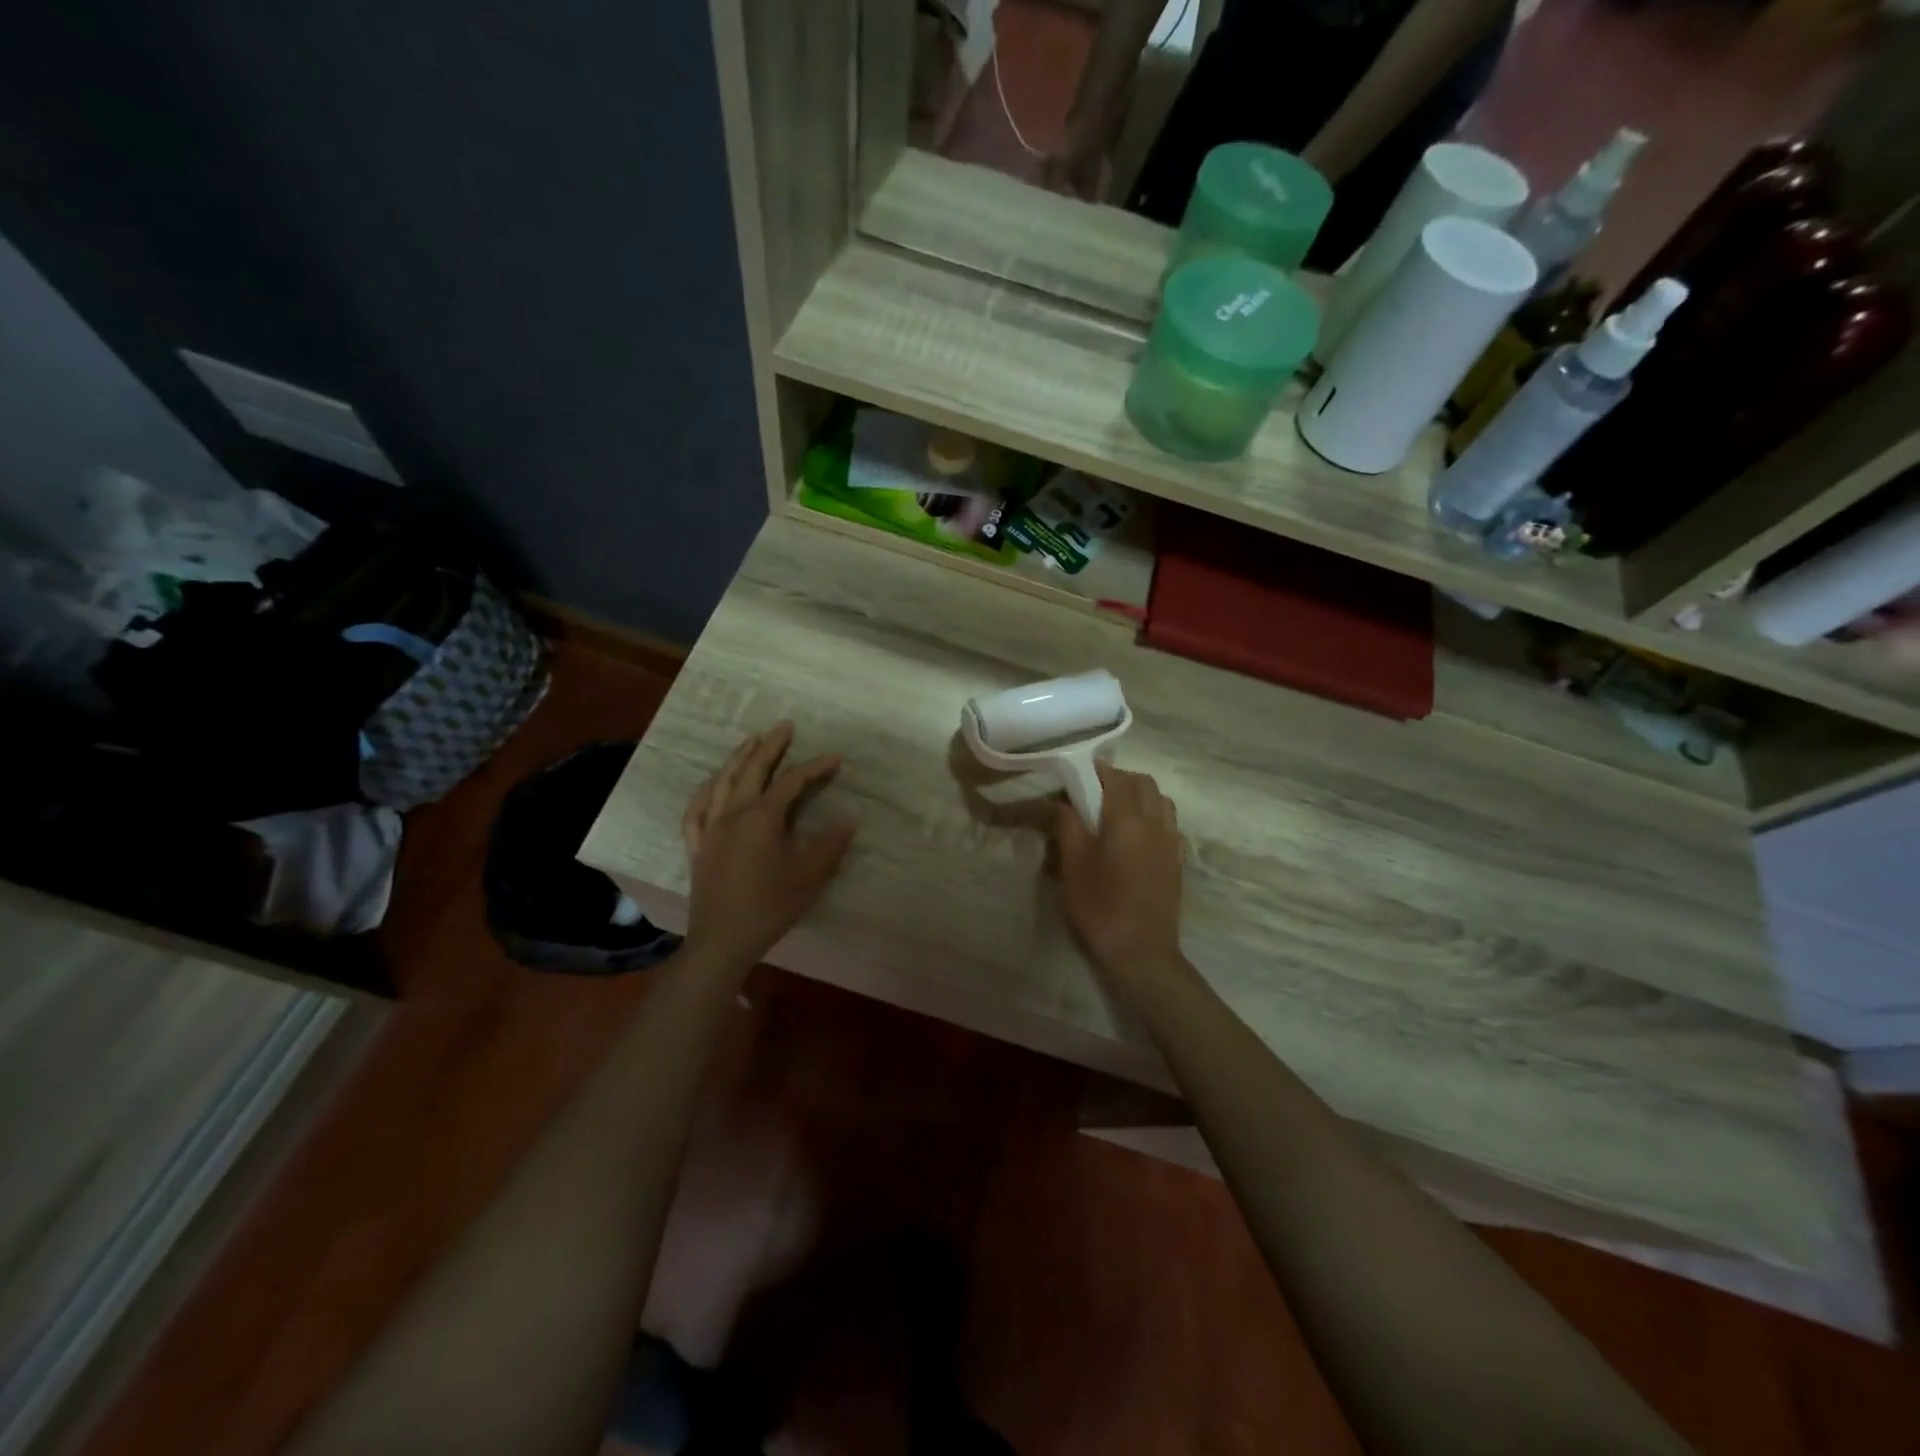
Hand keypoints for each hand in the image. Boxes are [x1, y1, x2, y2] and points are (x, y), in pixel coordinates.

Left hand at [680, 722, 855, 972]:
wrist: (723, 940)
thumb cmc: (770, 906)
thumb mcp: (810, 875)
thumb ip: (831, 844)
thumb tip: (849, 819)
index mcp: (763, 817)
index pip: (792, 782)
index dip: (815, 767)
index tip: (835, 759)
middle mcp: (733, 813)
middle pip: (752, 770)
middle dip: (770, 746)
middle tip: (784, 726)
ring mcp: (710, 828)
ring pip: (722, 783)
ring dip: (738, 759)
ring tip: (750, 742)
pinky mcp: (697, 846)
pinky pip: (696, 810)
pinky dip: (705, 791)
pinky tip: (711, 785)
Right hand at [1051, 764, 1185, 984]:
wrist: (1141, 951)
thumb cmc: (1100, 907)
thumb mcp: (1073, 866)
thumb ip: (1068, 826)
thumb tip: (1061, 803)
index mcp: (1126, 820)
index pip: (1113, 778)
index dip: (1094, 771)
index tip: (1075, 776)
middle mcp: (1154, 822)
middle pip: (1143, 782)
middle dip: (1119, 778)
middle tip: (1093, 793)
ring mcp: (1171, 840)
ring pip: (1161, 799)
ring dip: (1140, 795)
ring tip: (1117, 811)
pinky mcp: (1177, 859)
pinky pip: (1170, 822)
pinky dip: (1154, 815)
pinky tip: (1137, 834)